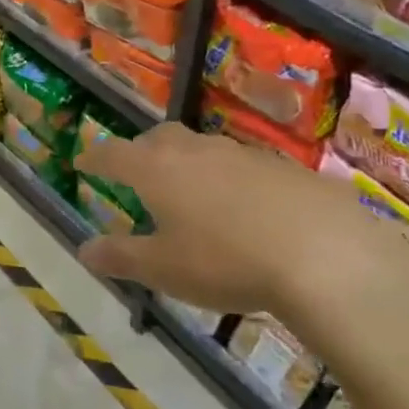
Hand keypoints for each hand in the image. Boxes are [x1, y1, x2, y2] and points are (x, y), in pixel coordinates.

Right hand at [77, 124, 408, 359]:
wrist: (326, 254)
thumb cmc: (226, 261)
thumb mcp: (164, 269)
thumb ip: (120, 257)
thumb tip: (84, 249)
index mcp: (157, 169)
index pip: (113, 154)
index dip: (94, 157)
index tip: (82, 161)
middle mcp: (195, 150)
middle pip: (158, 138)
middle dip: (140, 151)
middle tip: (135, 172)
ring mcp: (242, 154)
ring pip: (201, 148)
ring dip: (185, 163)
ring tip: (187, 192)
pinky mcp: (283, 167)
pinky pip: (241, 165)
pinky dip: (227, 179)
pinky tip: (242, 208)